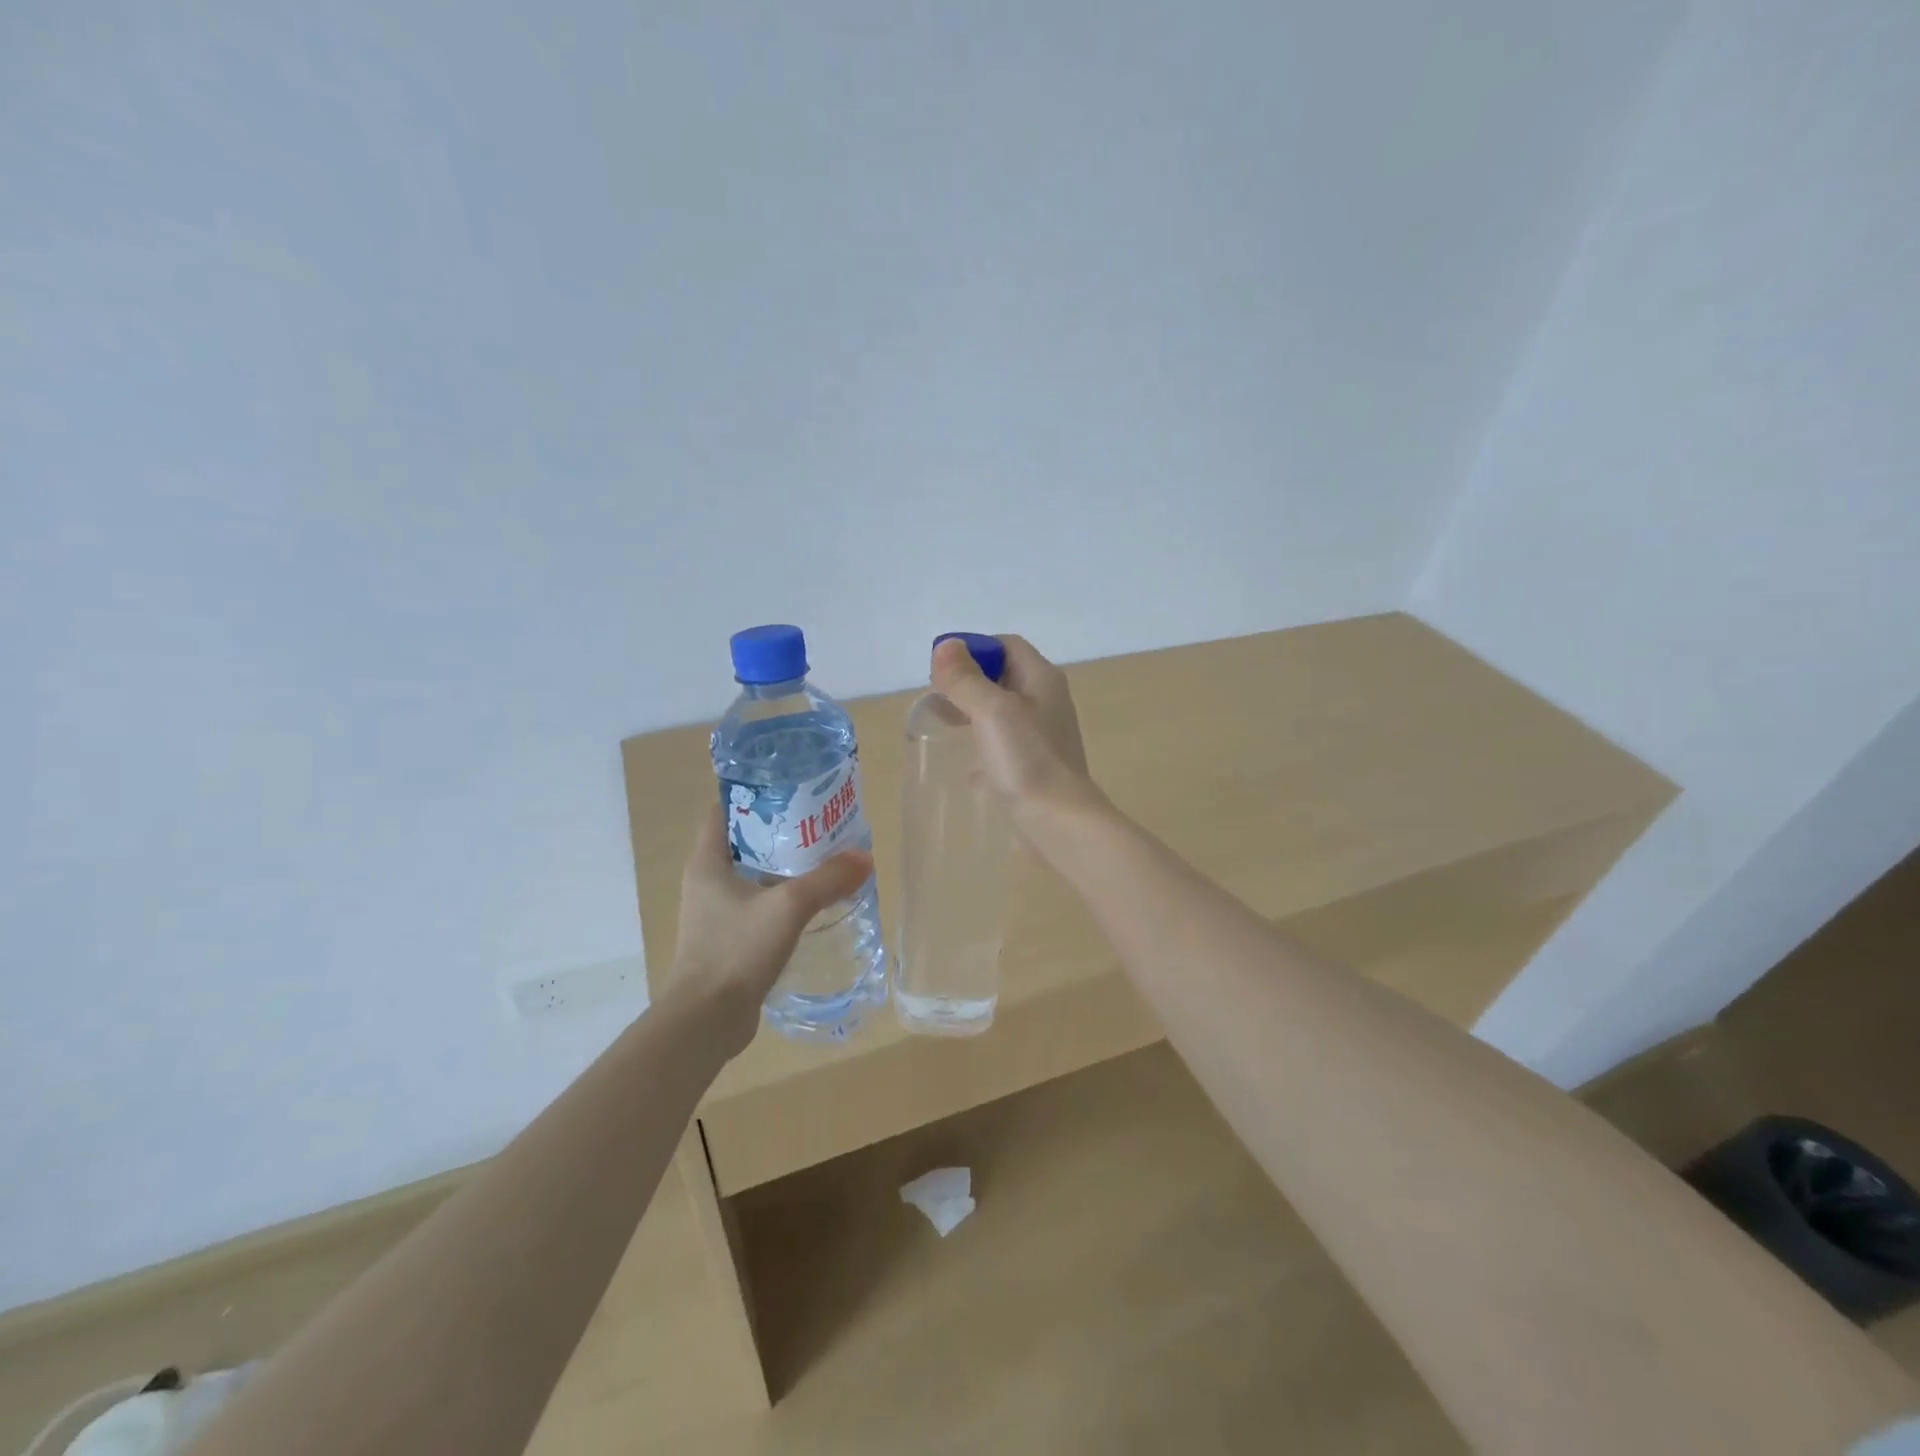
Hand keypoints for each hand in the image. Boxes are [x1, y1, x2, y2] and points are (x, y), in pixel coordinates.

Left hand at [666, 805, 873, 1055]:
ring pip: (753, 874)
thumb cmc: (736, 950)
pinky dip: (783, 896)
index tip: (790, 788)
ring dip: (784, 864)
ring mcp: (715, 912)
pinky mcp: (729, 938)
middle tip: (819, 820)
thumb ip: (827, 879)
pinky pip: (758, 903)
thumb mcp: (788, 907)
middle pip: (744, 840)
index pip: (723, 810)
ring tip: (823, 856)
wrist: (706, 1021)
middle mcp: (706, 881)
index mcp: (707, 862)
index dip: (754, 794)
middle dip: (780, 828)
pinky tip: (813, 901)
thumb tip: (864, 858)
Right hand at [930, 634, 1098, 815]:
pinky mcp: (1035, 767)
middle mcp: (1047, 702)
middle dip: (968, 683)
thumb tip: (946, 646)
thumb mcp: (991, 711)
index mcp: (1042, 680)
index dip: (974, 649)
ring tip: (944, 728)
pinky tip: (966, 767)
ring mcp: (1043, 737)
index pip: (1006, 645)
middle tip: (936, 700)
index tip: (942, 670)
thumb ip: (966, 679)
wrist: (1059, 824)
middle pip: (1003, 678)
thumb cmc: (1027, 761)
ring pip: (1002, 714)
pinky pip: (1005, 747)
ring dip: (973, 715)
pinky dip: (983, 749)